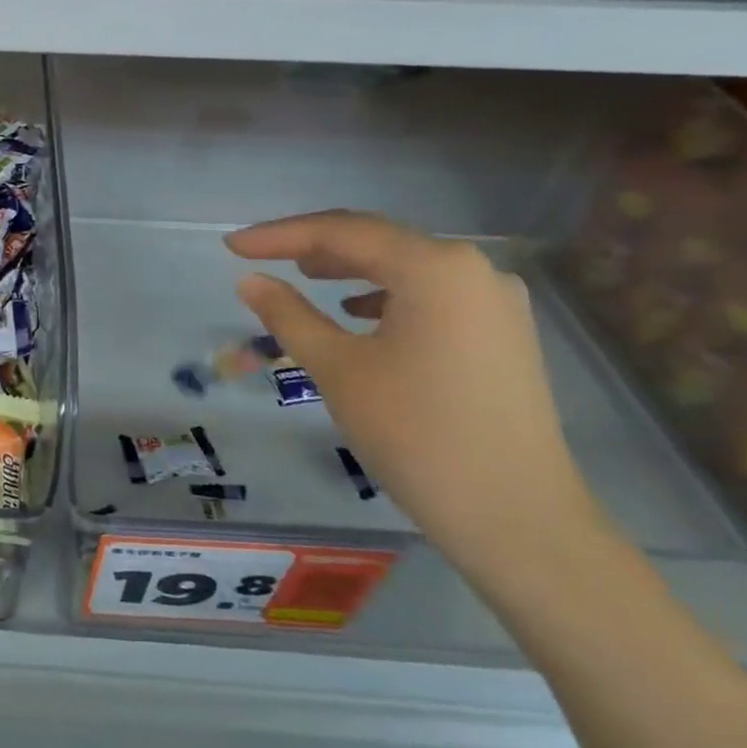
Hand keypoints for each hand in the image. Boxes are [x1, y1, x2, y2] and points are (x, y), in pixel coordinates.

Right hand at [227, 210, 603, 572]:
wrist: (514, 515)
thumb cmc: (415, 433)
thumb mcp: (337, 368)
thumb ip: (288, 314)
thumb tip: (249, 281)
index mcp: (436, 268)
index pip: (343, 232)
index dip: (280, 235)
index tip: (232, 246)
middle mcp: (475, 270)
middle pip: (379, 242)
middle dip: (314, 246)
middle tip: (261, 257)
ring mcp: (496, 302)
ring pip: (406, 268)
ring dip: (351, 269)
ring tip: (305, 276)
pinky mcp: (502, 334)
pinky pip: (431, 296)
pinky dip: (386, 295)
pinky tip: (359, 314)